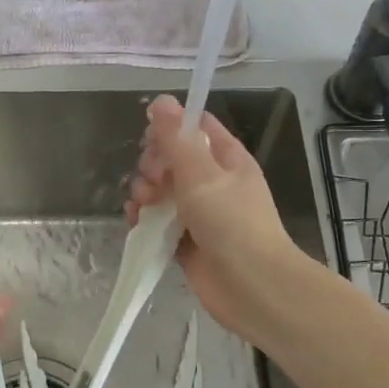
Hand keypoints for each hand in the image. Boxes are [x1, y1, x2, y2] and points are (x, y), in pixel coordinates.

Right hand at [127, 94, 305, 341]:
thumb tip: (161, 100)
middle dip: (153, 165)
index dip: (171, 127)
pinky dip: (145, 220)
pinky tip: (136, 222)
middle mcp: (213, 182)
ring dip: (145, 193)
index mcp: (227, 158)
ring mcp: (200, 213)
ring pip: (162, 191)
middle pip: (172, 159)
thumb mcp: (201, 173)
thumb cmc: (231, 222)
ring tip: (143, 206)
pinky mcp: (186, 241)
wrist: (252, 287)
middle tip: (154, 180)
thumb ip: (176, 138)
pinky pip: (159, 222)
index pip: (196, 127)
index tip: (151, 139)